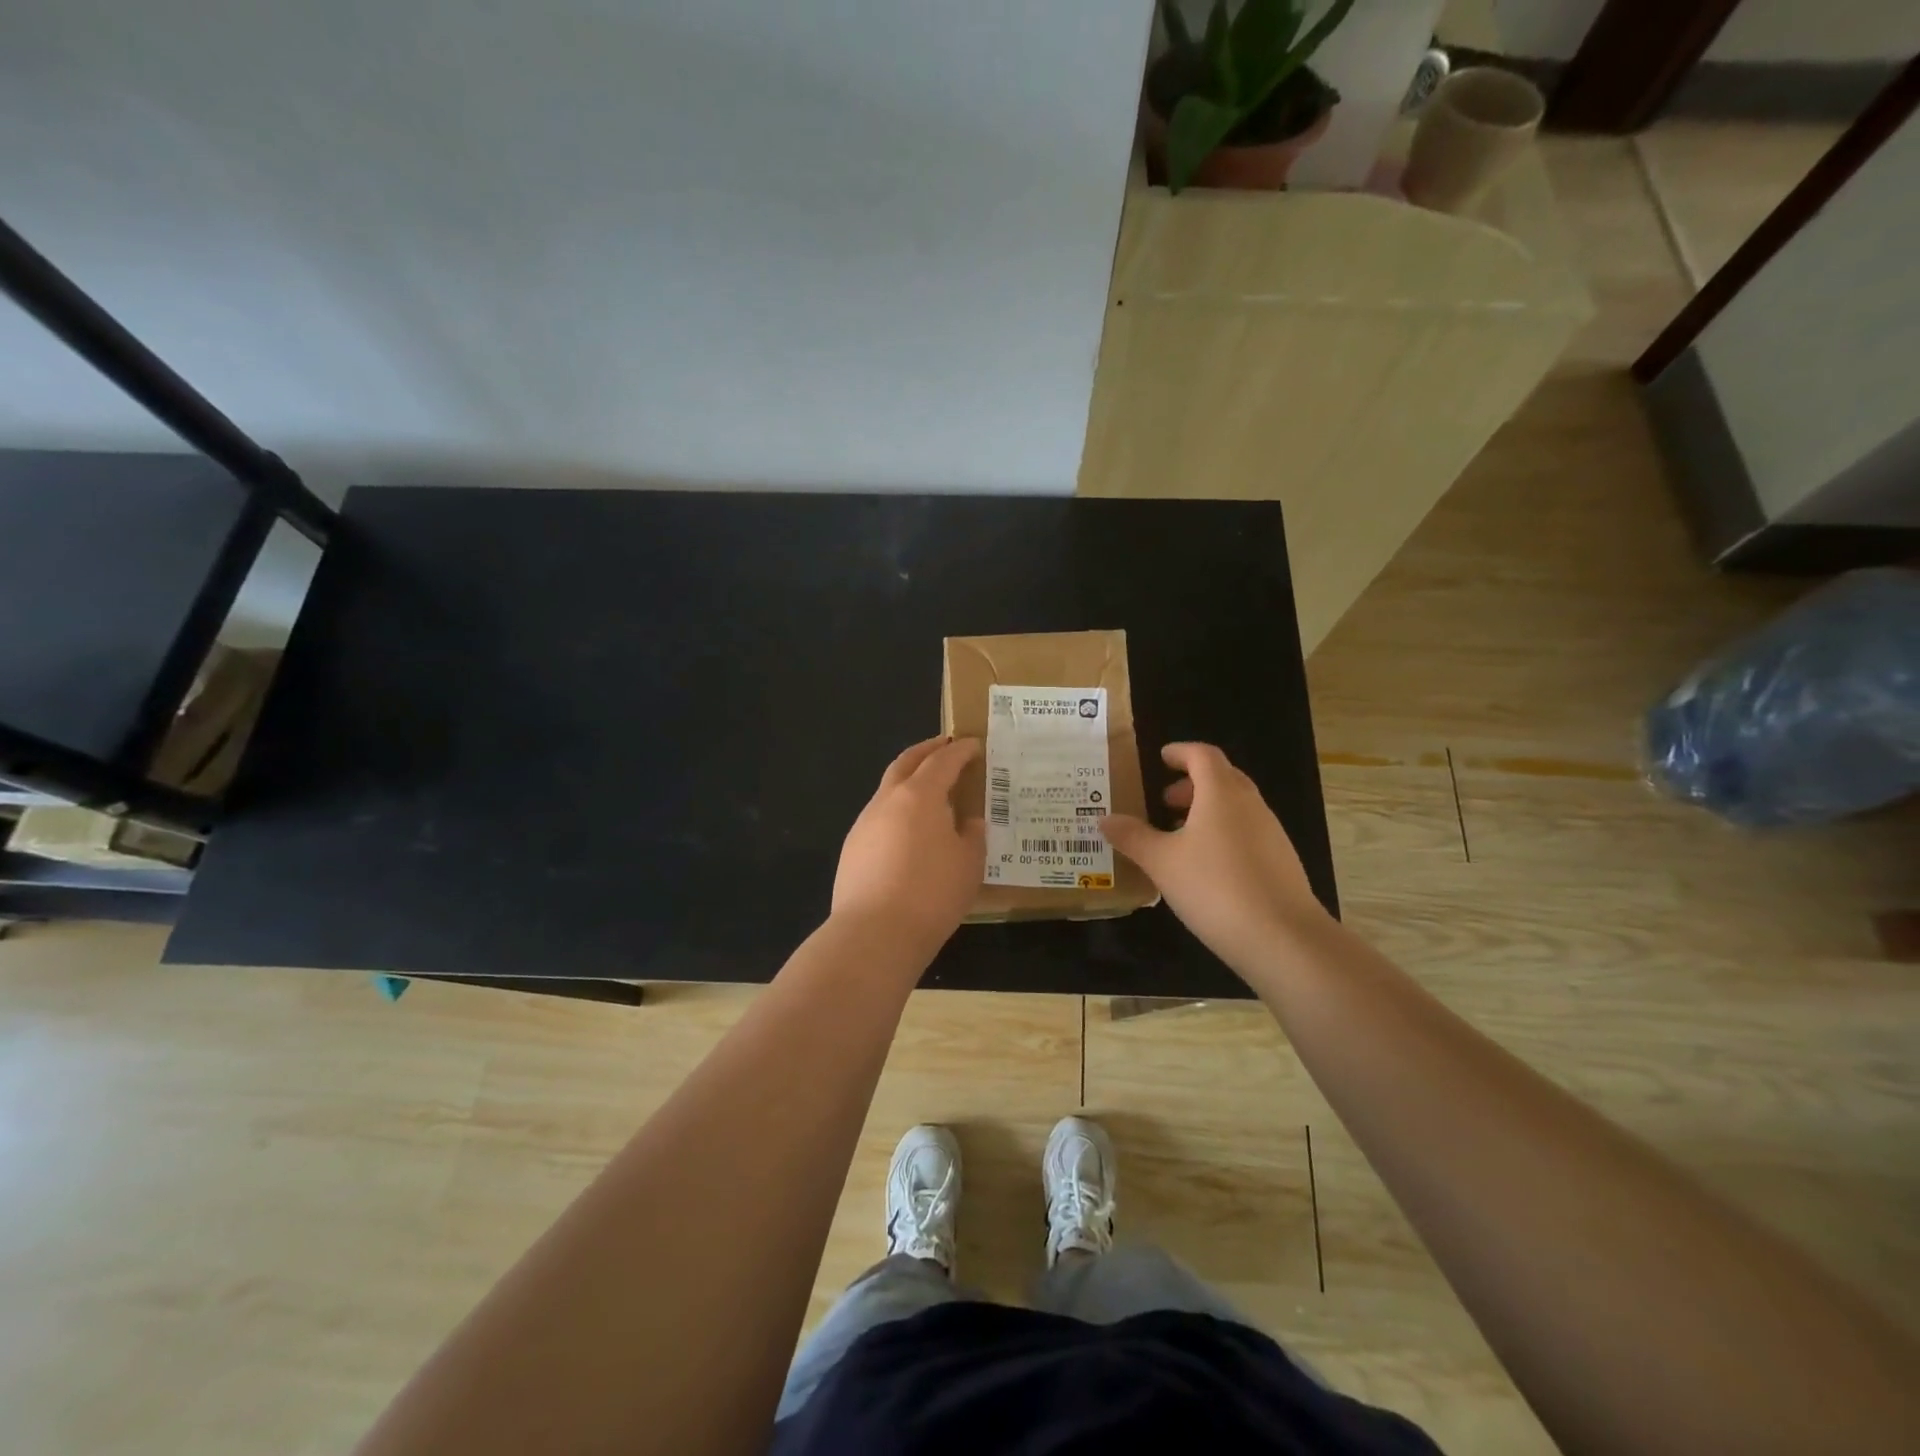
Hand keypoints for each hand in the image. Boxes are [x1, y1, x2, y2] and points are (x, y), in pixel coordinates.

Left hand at [833, 736, 985, 947]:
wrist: (874, 933)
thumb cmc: (932, 894)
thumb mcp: (969, 864)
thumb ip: (972, 835)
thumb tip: (969, 822)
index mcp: (920, 795)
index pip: (943, 761)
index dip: (960, 751)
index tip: (973, 745)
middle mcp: (887, 800)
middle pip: (906, 762)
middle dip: (927, 750)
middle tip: (944, 746)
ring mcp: (865, 823)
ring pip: (888, 789)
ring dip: (909, 780)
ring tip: (930, 791)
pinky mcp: (852, 848)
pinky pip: (879, 817)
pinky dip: (897, 810)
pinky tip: (909, 831)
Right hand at [1100, 742, 1325, 971]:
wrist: (1283, 938)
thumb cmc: (1214, 887)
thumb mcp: (1161, 862)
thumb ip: (1132, 837)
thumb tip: (1104, 819)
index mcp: (1221, 793)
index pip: (1202, 755)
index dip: (1180, 752)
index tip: (1161, 758)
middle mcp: (1250, 804)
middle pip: (1222, 778)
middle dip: (1192, 783)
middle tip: (1163, 801)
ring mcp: (1271, 833)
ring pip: (1236, 807)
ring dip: (1207, 810)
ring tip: (1179, 836)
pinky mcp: (1281, 861)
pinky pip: (1247, 832)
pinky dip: (1223, 834)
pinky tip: (1206, 867)